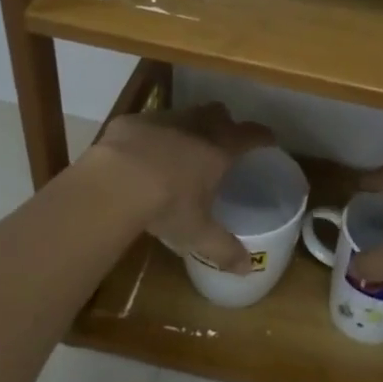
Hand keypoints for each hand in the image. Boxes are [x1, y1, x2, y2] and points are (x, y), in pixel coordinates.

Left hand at [90, 102, 273, 272]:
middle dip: (224, 123)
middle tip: (222, 142)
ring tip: (181, 147)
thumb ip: (224, 249)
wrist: (113, 183)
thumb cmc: (166, 206)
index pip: (251, 135)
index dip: (262, 136)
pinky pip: (148, 122)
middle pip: (219, 113)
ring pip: (184, 114)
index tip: (269, 141)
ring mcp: (162, 119)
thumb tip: (248, 269)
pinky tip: (142, 152)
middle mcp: (195, 127)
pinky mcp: (131, 122)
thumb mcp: (197, 233)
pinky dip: (151, 134)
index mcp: (219, 150)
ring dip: (188, 126)